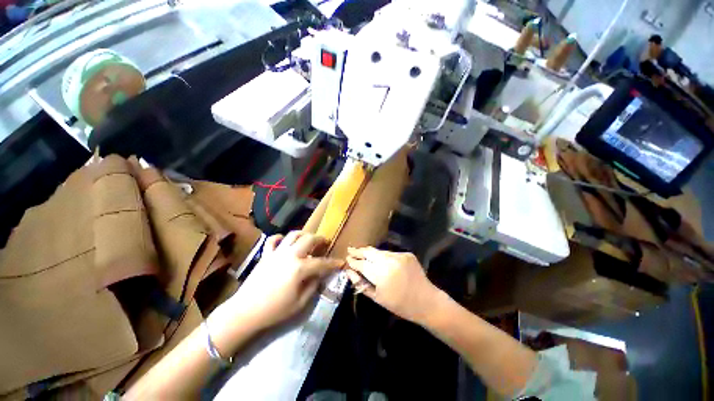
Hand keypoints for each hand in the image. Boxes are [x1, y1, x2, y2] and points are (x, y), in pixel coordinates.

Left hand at [227, 231, 342, 329]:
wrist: (245, 312)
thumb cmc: (275, 311)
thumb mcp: (300, 303)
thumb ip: (313, 286)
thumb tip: (319, 275)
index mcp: (299, 268)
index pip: (322, 263)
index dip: (333, 263)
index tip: (341, 262)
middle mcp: (290, 255)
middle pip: (309, 239)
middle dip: (320, 239)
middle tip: (325, 242)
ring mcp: (276, 253)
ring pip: (293, 235)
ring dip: (303, 234)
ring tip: (308, 239)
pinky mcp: (265, 255)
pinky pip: (273, 240)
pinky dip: (280, 238)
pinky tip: (285, 241)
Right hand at [345, 247, 440, 323]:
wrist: (427, 301)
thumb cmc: (400, 305)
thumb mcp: (378, 298)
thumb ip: (361, 284)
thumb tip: (349, 272)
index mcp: (381, 275)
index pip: (362, 264)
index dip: (353, 261)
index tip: (347, 258)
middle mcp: (389, 261)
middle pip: (369, 252)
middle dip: (359, 251)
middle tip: (350, 249)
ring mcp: (399, 256)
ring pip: (379, 251)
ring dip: (370, 253)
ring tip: (362, 252)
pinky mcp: (406, 254)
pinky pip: (390, 253)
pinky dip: (383, 256)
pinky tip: (380, 259)